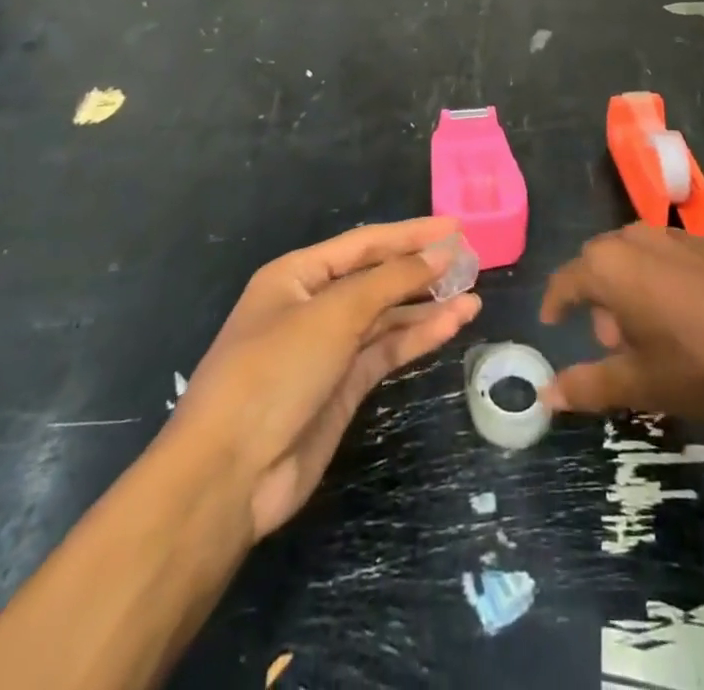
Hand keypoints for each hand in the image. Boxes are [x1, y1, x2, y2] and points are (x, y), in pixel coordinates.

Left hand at [173, 217, 479, 538]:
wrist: (229, 475)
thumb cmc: (274, 371)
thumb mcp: (334, 314)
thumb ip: (391, 281)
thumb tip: (439, 254)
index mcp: (297, 276)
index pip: (364, 244)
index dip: (411, 234)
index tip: (455, 228)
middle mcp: (313, 306)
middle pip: (377, 278)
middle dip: (421, 268)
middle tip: (470, 260)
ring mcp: (329, 349)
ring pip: (387, 316)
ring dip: (427, 305)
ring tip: (473, 292)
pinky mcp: (343, 387)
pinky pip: (387, 350)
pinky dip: (419, 337)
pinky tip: (454, 323)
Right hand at [539, 224, 703, 418]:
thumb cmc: (699, 363)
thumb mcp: (640, 384)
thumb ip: (587, 385)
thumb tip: (546, 395)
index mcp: (608, 266)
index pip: (566, 281)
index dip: (555, 303)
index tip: (552, 322)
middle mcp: (635, 238)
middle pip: (601, 264)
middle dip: (598, 300)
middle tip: (612, 342)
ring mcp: (676, 235)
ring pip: (636, 258)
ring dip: (632, 289)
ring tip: (652, 334)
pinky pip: (669, 258)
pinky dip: (663, 282)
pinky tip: (689, 318)